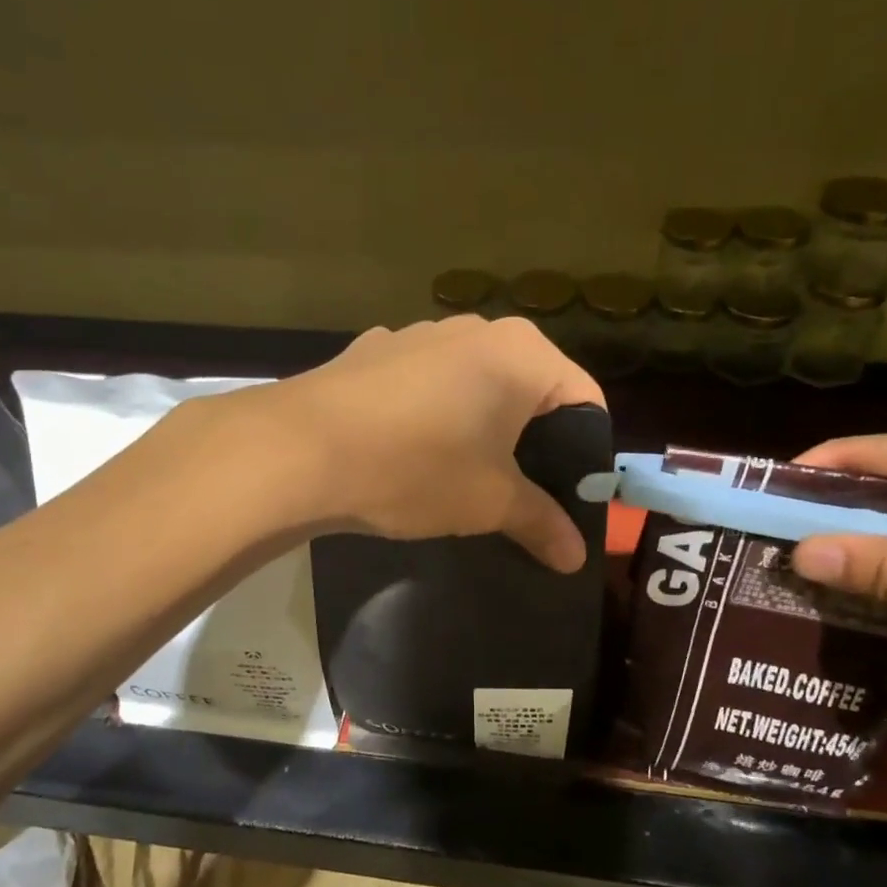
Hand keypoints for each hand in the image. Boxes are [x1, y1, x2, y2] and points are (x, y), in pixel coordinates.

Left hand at [210, 317, 603, 571]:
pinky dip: (432, 412)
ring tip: (461, 474)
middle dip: (532, 439)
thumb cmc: (416, 468)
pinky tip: (407, 450)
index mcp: (522, 353)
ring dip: (480, 424)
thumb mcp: (489, 502)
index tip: (571, 494)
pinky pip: (424, 383)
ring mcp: (418, 333)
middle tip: (521, 491)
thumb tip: (577, 558)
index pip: (585, 398)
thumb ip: (541, 523)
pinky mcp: (373, 351)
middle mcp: (476, 329)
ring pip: (473, 383)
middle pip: (529, 387)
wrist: (299, 450)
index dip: (586, 452)